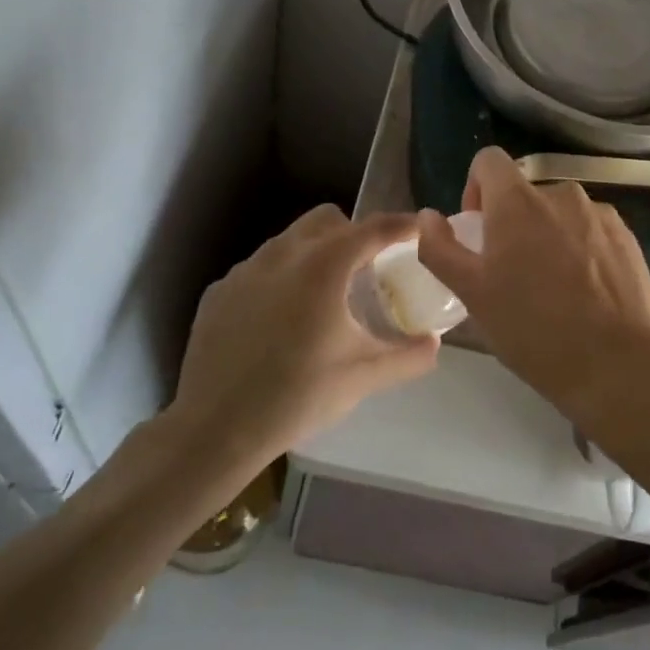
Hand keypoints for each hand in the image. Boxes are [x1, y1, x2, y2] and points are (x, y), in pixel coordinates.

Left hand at [173, 206, 439, 461]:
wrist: (214, 429)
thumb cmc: (297, 396)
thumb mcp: (363, 377)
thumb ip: (407, 356)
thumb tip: (434, 344)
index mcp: (323, 267)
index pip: (372, 229)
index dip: (401, 225)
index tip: (420, 228)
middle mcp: (282, 255)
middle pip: (327, 220)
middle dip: (353, 232)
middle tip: (369, 266)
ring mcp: (245, 270)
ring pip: (290, 240)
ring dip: (315, 252)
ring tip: (325, 294)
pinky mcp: (219, 291)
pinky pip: (260, 268)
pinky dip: (281, 278)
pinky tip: (281, 319)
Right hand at [415, 148, 649, 426]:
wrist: (615, 362)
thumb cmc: (532, 327)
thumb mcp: (472, 293)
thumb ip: (440, 248)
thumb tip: (428, 216)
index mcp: (518, 201)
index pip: (489, 160)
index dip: (476, 187)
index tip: (478, 229)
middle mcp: (561, 194)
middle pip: (525, 193)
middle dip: (512, 222)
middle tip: (511, 272)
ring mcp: (599, 214)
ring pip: (560, 212)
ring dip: (548, 235)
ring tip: (551, 286)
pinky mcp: (627, 237)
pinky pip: (591, 230)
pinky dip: (580, 248)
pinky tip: (584, 292)